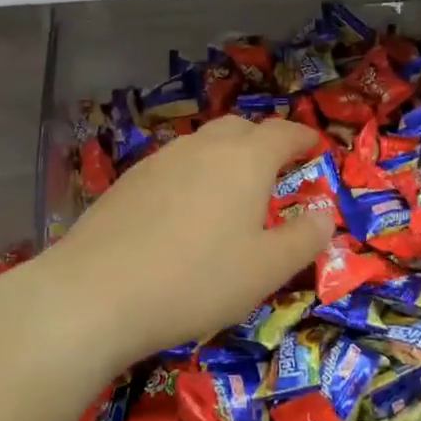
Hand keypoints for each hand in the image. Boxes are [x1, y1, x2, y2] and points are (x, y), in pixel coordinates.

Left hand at [10, 117, 332, 375]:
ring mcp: (160, 160)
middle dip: (263, 142)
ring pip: (202, 145)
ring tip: (230, 192)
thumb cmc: (197, 280)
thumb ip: (304, 238)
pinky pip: (173, 166)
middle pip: (240, 128)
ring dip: (224, 158)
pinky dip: (191, 176)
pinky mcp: (128, 181)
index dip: (303, 136)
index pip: (282, 132)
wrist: (96, 292)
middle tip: (275, 170)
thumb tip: (324, 213)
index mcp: (245, 160)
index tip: (315, 146)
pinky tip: (183, 212)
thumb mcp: (266, 270)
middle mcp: (203, 148)